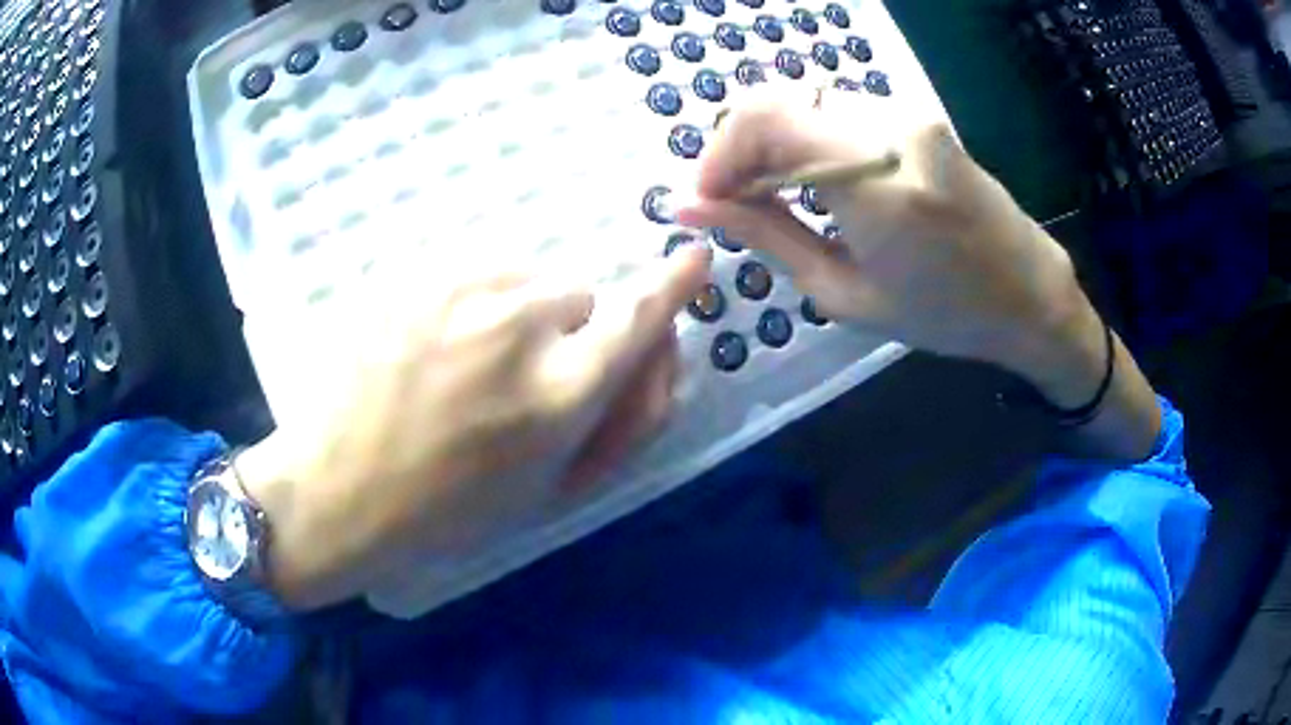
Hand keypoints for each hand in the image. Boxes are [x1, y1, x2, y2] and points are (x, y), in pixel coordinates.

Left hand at [238, 246, 711, 610]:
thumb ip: (610, 421)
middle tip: (521, 376)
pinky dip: (475, 299)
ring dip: (519, 313)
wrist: (336, 488)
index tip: (692, 260)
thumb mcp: (545, 488)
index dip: (670, 287)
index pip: (639, 319)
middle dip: (567, 332)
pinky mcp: (417, 276)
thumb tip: (645, 361)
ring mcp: (463, 292)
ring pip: (527, 279)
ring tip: (470, 361)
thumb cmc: (444, 511)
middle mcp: (522, 329)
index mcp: (560, 396)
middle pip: (580, 297)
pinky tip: (435, 341)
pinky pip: (476, 272)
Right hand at [677, 91, 1084, 373]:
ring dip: (769, 141)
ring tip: (766, 195)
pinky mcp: (913, 113)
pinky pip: (834, 108)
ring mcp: (906, 112)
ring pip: (802, 99)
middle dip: (736, 148)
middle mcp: (891, 129)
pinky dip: (803, 135)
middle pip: (776, 100)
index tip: (706, 202)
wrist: (1028, 292)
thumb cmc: (943, 314)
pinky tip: (806, 177)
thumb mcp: (845, 293)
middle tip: (730, 201)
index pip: (764, 120)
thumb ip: (766, 237)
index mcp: (878, 186)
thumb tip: (690, 209)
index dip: (718, 154)